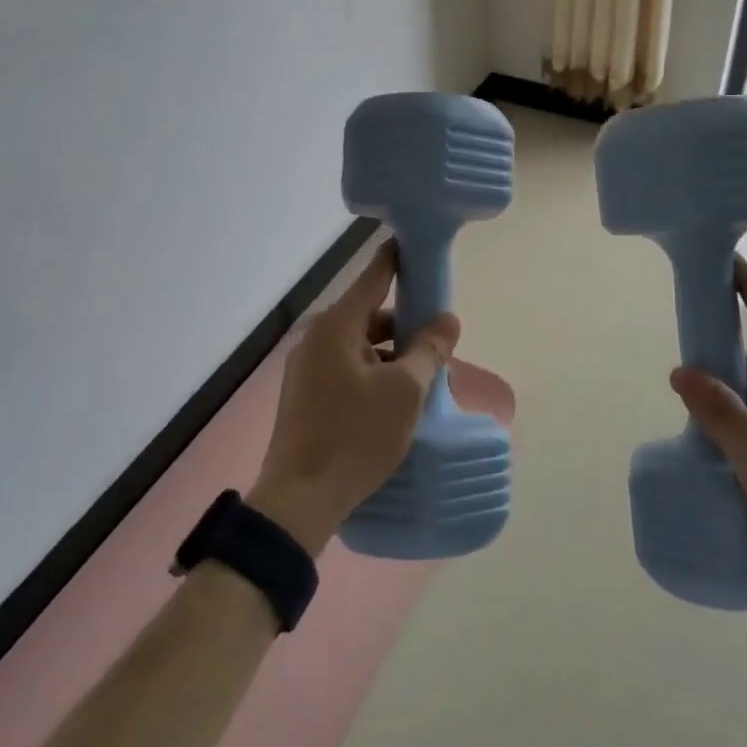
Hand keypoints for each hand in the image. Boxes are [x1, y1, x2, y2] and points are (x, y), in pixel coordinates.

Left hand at [249, 242, 459, 553]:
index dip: (398, 259)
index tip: (417, 245)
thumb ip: (428, 349)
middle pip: (369, 316)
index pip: (374, 277)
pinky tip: (395, 403)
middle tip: (438, 342)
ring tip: (423, 380)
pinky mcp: (305, 397)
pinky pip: (347, 370)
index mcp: (336, 327)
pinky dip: (373, 375)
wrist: (300, 501)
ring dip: (391, 356)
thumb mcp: (405, 391)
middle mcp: (316, 340)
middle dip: (404, 326)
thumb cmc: (356, 436)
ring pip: (360, 347)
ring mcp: (306, 369)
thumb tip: (446, 320)